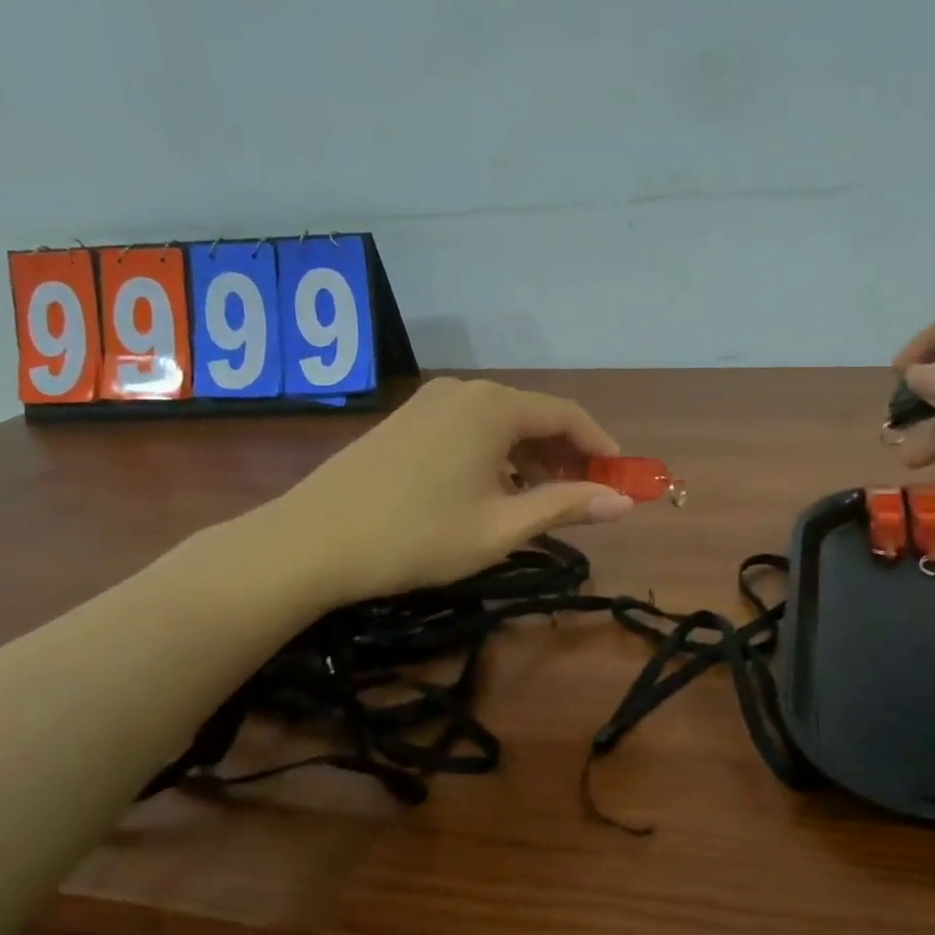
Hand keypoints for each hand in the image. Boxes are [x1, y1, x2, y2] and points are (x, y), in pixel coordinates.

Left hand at [240, 378, 635, 614]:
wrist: (309, 542)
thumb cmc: (416, 536)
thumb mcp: (501, 528)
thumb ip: (566, 506)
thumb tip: (626, 503)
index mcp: (494, 407)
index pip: (568, 415)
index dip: (602, 447)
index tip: (621, 480)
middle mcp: (467, 391)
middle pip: (536, 416)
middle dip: (568, 454)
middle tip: (587, 496)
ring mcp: (431, 402)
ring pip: (502, 423)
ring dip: (533, 457)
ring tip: (545, 499)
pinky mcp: (407, 420)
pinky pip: (471, 428)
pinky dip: (497, 454)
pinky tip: (495, 490)